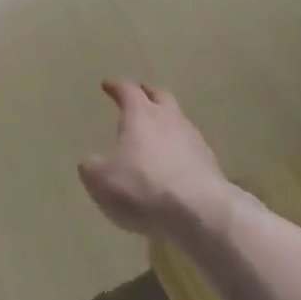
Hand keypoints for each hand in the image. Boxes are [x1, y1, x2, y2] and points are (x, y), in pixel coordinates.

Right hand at [78, 80, 231, 239]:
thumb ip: (92, 168)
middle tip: (139, 96)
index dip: (116, 87)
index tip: (107, 85)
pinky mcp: (211, 164)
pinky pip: (191, 149)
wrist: (201, 214)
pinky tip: (174, 166)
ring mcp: (194, 140)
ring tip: (157, 134)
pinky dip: (180, 151)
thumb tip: (89, 163)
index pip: (127, 90)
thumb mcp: (101, 182)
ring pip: (179, 121)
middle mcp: (169, 119)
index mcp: (140, 115)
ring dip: (167, 123)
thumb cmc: (143, 188)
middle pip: (160, 96)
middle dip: (148, 94)